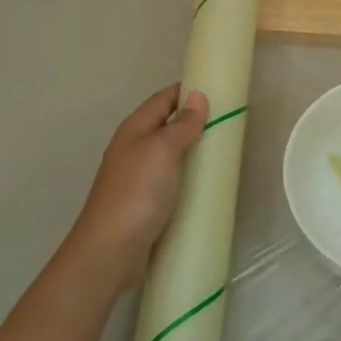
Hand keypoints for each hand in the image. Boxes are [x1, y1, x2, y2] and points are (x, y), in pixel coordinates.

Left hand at [68, 84, 207, 290]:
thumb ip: (182, 124)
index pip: (163, 99)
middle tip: (229, 122)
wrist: (110, 251)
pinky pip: (172, 180)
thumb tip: (198, 96)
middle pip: (167, 125)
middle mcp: (134, 149)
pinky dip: (189, 177)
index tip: (219, 89)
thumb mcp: (162, 150)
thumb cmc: (137, 193)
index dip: (187, 90)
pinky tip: (206, 185)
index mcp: (134, 130)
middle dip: (195, 121)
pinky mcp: (146, 203)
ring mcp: (138, 178)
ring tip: (224, 151)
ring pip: (170, 154)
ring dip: (193, 150)